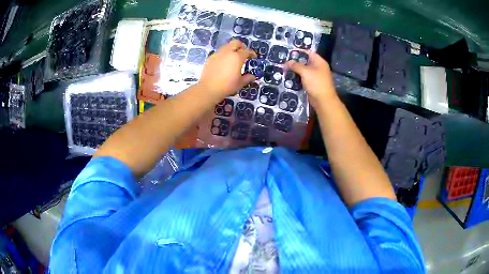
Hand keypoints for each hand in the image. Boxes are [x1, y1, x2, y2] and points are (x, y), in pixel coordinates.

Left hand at [198, 40, 256, 98]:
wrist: (208, 88)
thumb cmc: (227, 86)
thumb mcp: (240, 83)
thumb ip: (247, 78)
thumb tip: (252, 76)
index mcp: (237, 57)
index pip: (247, 51)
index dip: (251, 53)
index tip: (253, 57)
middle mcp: (227, 52)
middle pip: (236, 43)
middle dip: (241, 46)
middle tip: (243, 53)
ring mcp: (218, 54)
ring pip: (226, 46)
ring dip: (232, 49)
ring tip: (233, 58)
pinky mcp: (210, 58)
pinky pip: (219, 52)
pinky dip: (224, 54)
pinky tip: (224, 63)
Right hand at [285, 52, 336, 108]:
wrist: (323, 101)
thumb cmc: (316, 83)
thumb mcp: (305, 72)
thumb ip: (296, 65)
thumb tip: (287, 62)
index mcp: (319, 62)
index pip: (309, 52)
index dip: (299, 51)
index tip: (289, 52)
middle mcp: (319, 67)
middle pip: (306, 61)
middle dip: (295, 61)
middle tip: (284, 60)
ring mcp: (316, 76)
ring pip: (304, 70)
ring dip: (296, 70)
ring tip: (285, 68)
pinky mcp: (313, 84)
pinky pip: (304, 78)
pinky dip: (298, 77)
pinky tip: (290, 76)